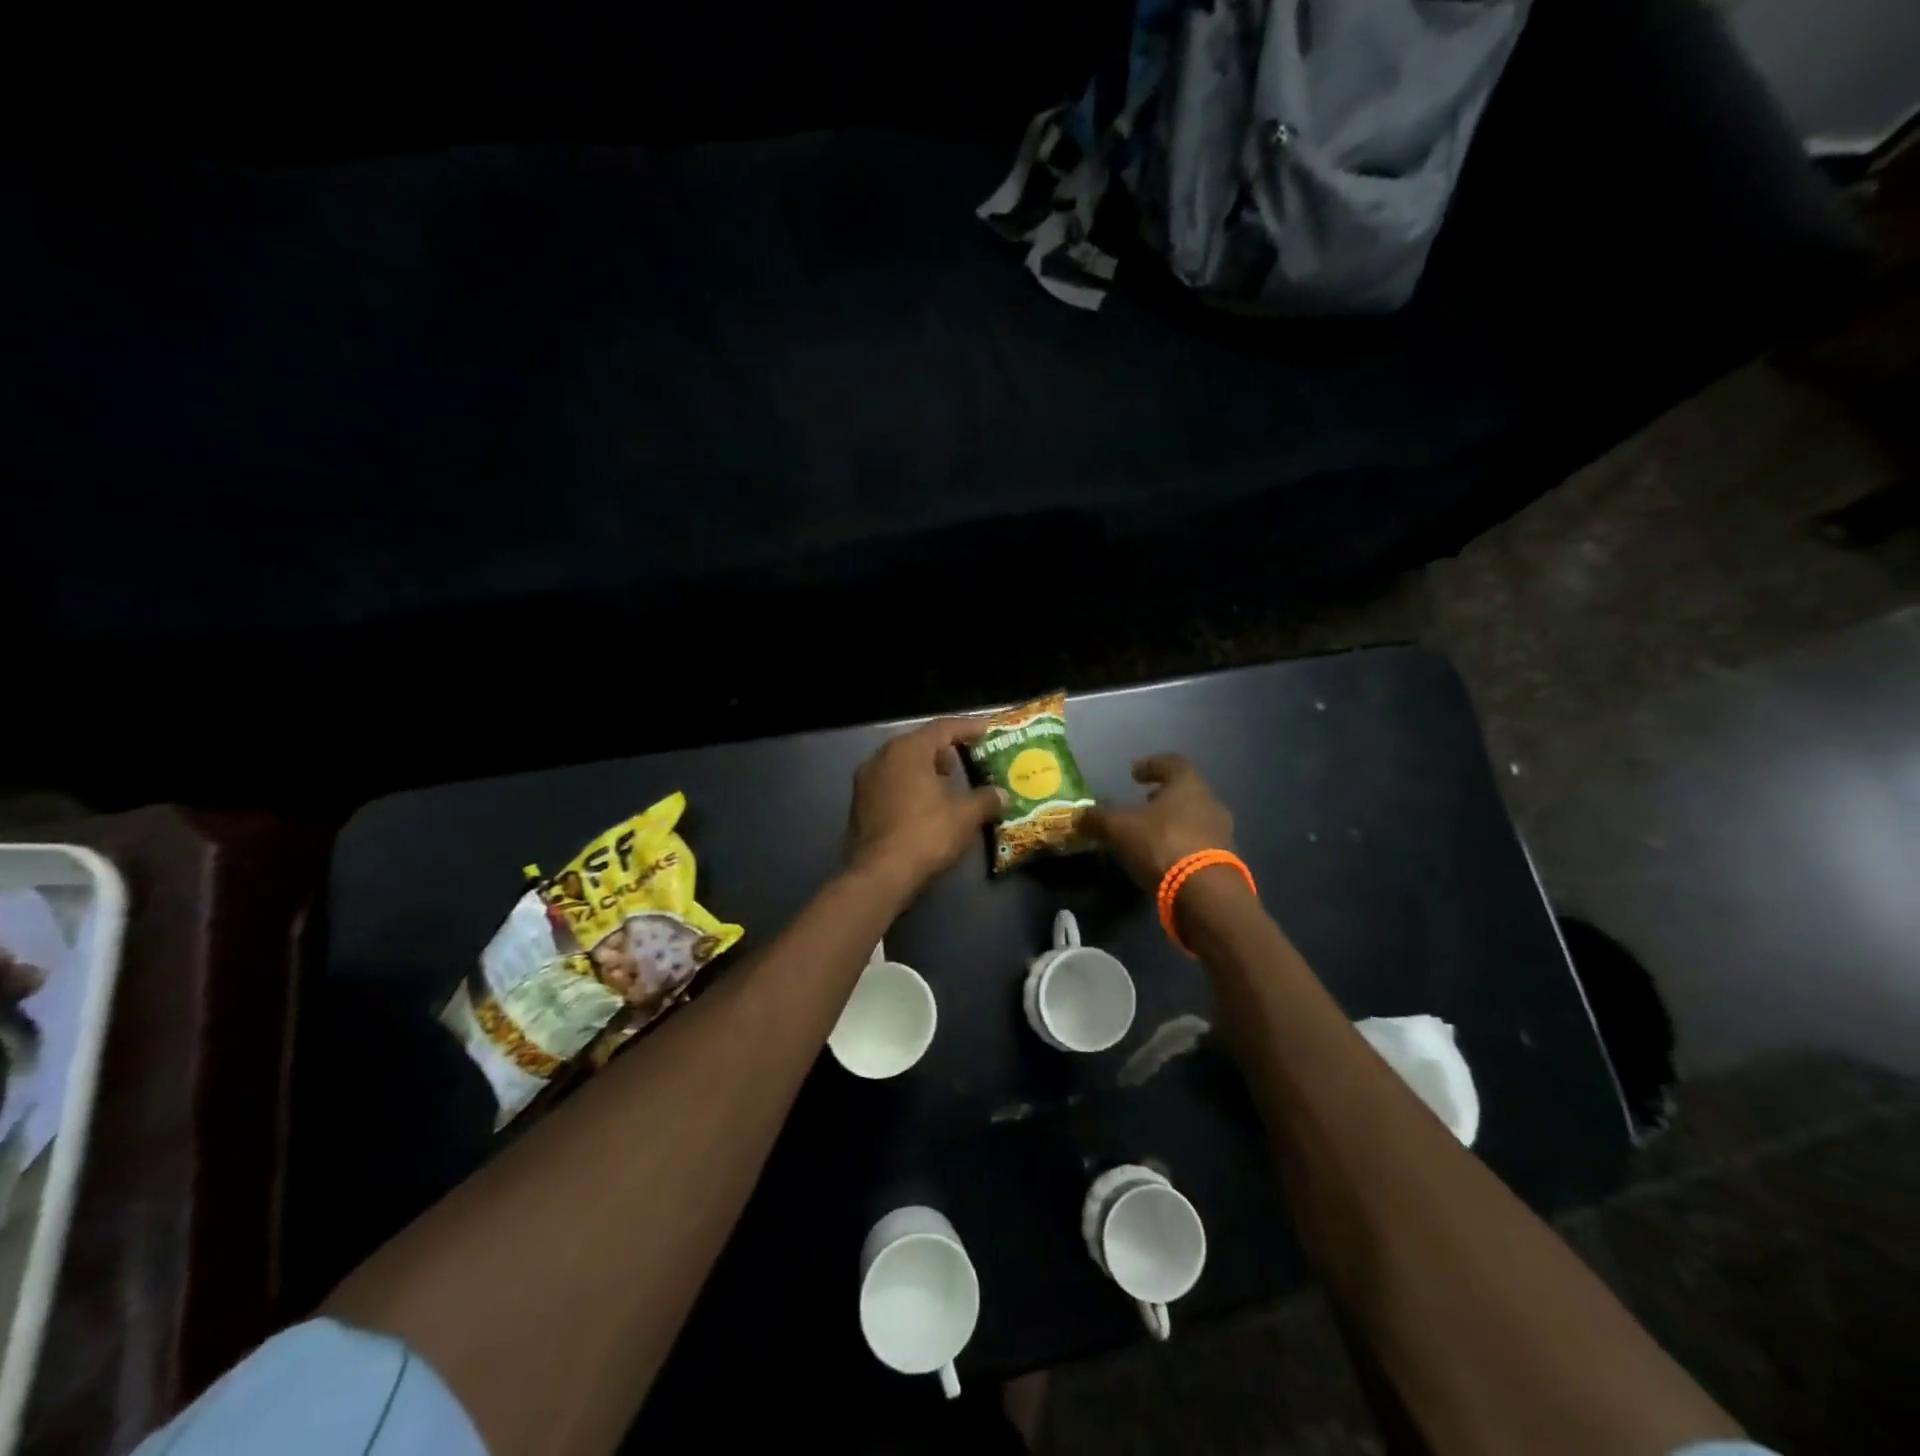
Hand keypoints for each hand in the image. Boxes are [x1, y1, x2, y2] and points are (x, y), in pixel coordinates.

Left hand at [845, 718, 1005, 901]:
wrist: (879, 875)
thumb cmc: (925, 834)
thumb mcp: (965, 816)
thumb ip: (986, 799)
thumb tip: (1002, 794)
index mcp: (908, 750)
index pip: (943, 727)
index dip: (968, 728)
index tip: (988, 730)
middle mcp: (882, 757)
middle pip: (919, 743)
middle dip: (945, 750)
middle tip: (968, 759)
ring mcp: (865, 780)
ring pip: (902, 764)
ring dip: (926, 769)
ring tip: (949, 784)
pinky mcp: (859, 804)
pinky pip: (890, 784)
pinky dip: (910, 786)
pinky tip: (925, 805)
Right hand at [1082, 753, 1233, 890]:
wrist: (1206, 893)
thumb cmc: (1162, 844)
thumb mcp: (1119, 828)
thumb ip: (1098, 818)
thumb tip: (1079, 815)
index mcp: (1188, 785)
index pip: (1172, 762)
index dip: (1151, 765)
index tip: (1134, 773)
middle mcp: (1210, 802)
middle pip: (1186, 791)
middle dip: (1163, 796)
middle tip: (1143, 803)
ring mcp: (1222, 832)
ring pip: (1194, 818)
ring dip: (1174, 822)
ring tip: (1151, 834)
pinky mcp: (1225, 860)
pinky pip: (1200, 843)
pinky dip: (1182, 845)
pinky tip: (1165, 858)